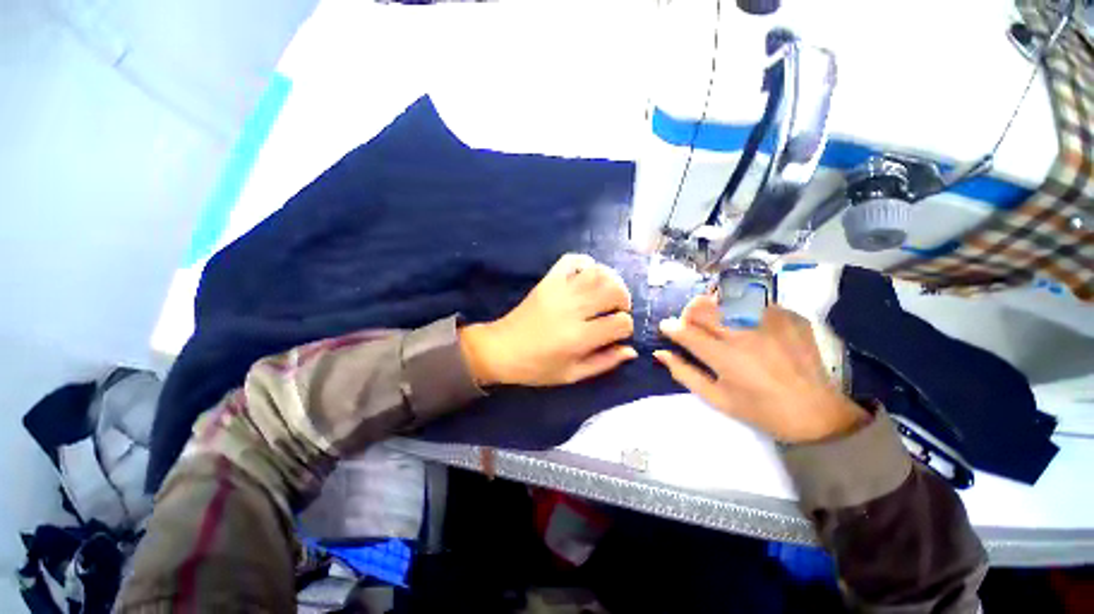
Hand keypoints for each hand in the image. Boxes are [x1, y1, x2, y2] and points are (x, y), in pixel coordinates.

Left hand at [460, 254, 636, 386]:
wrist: (501, 349)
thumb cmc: (537, 367)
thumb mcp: (572, 375)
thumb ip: (604, 362)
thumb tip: (631, 350)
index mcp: (579, 338)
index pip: (620, 323)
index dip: (626, 328)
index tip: (618, 333)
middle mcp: (572, 310)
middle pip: (613, 291)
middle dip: (623, 300)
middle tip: (617, 309)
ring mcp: (559, 291)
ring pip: (597, 272)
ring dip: (611, 280)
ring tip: (606, 293)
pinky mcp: (548, 281)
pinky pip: (571, 260)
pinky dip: (585, 263)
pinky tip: (587, 276)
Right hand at [654, 295, 866, 443]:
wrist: (820, 413)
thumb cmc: (762, 411)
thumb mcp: (717, 399)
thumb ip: (684, 373)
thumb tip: (660, 353)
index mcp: (725, 357)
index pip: (685, 331)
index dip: (670, 327)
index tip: (666, 327)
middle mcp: (744, 333)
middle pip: (702, 307)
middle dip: (688, 312)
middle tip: (690, 323)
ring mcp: (769, 321)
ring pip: (727, 298)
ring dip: (713, 306)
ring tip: (716, 319)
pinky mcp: (789, 316)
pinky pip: (755, 301)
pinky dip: (742, 308)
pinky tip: (747, 323)